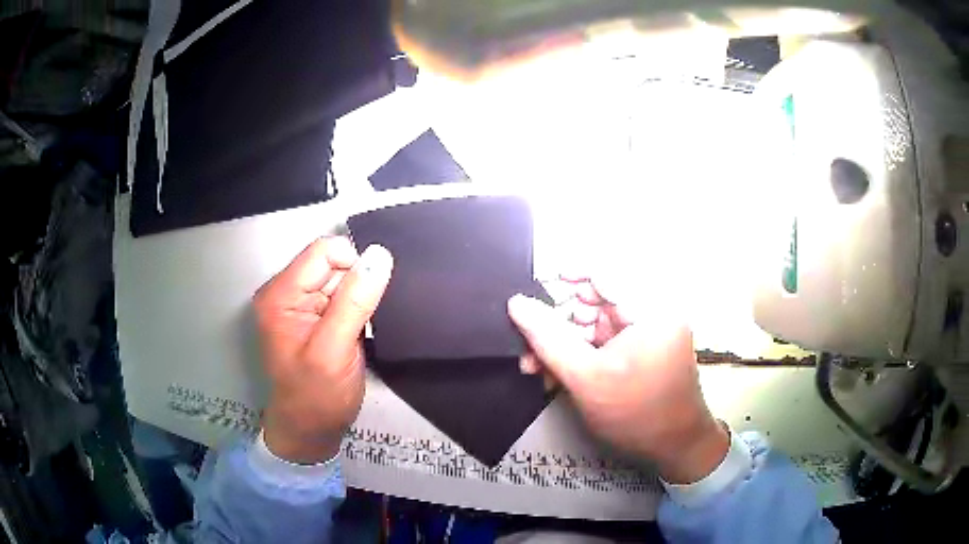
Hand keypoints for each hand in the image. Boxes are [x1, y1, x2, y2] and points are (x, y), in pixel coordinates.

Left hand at [253, 237, 392, 463]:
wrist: (311, 431)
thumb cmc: (316, 396)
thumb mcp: (333, 350)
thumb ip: (354, 302)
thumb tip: (380, 256)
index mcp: (281, 294)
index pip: (324, 252)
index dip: (353, 266)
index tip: (367, 300)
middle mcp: (288, 292)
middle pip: (333, 263)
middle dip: (355, 285)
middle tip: (361, 323)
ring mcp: (302, 305)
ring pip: (342, 278)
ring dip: (358, 298)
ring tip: (359, 329)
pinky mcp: (317, 316)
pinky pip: (344, 295)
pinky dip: (357, 308)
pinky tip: (359, 330)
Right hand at [508, 281, 728, 483]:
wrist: (674, 448)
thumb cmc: (636, 413)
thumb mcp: (586, 377)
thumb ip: (548, 338)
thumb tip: (516, 303)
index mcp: (649, 308)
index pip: (603, 271)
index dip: (564, 274)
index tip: (533, 289)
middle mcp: (651, 312)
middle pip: (594, 299)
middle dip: (557, 322)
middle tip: (527, 344)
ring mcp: (646, 332)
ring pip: (593, 324)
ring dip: (562, 343)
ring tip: (533, 366)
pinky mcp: (640, 350)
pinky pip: (602, 342)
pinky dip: (578, 354)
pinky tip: (553, 373)